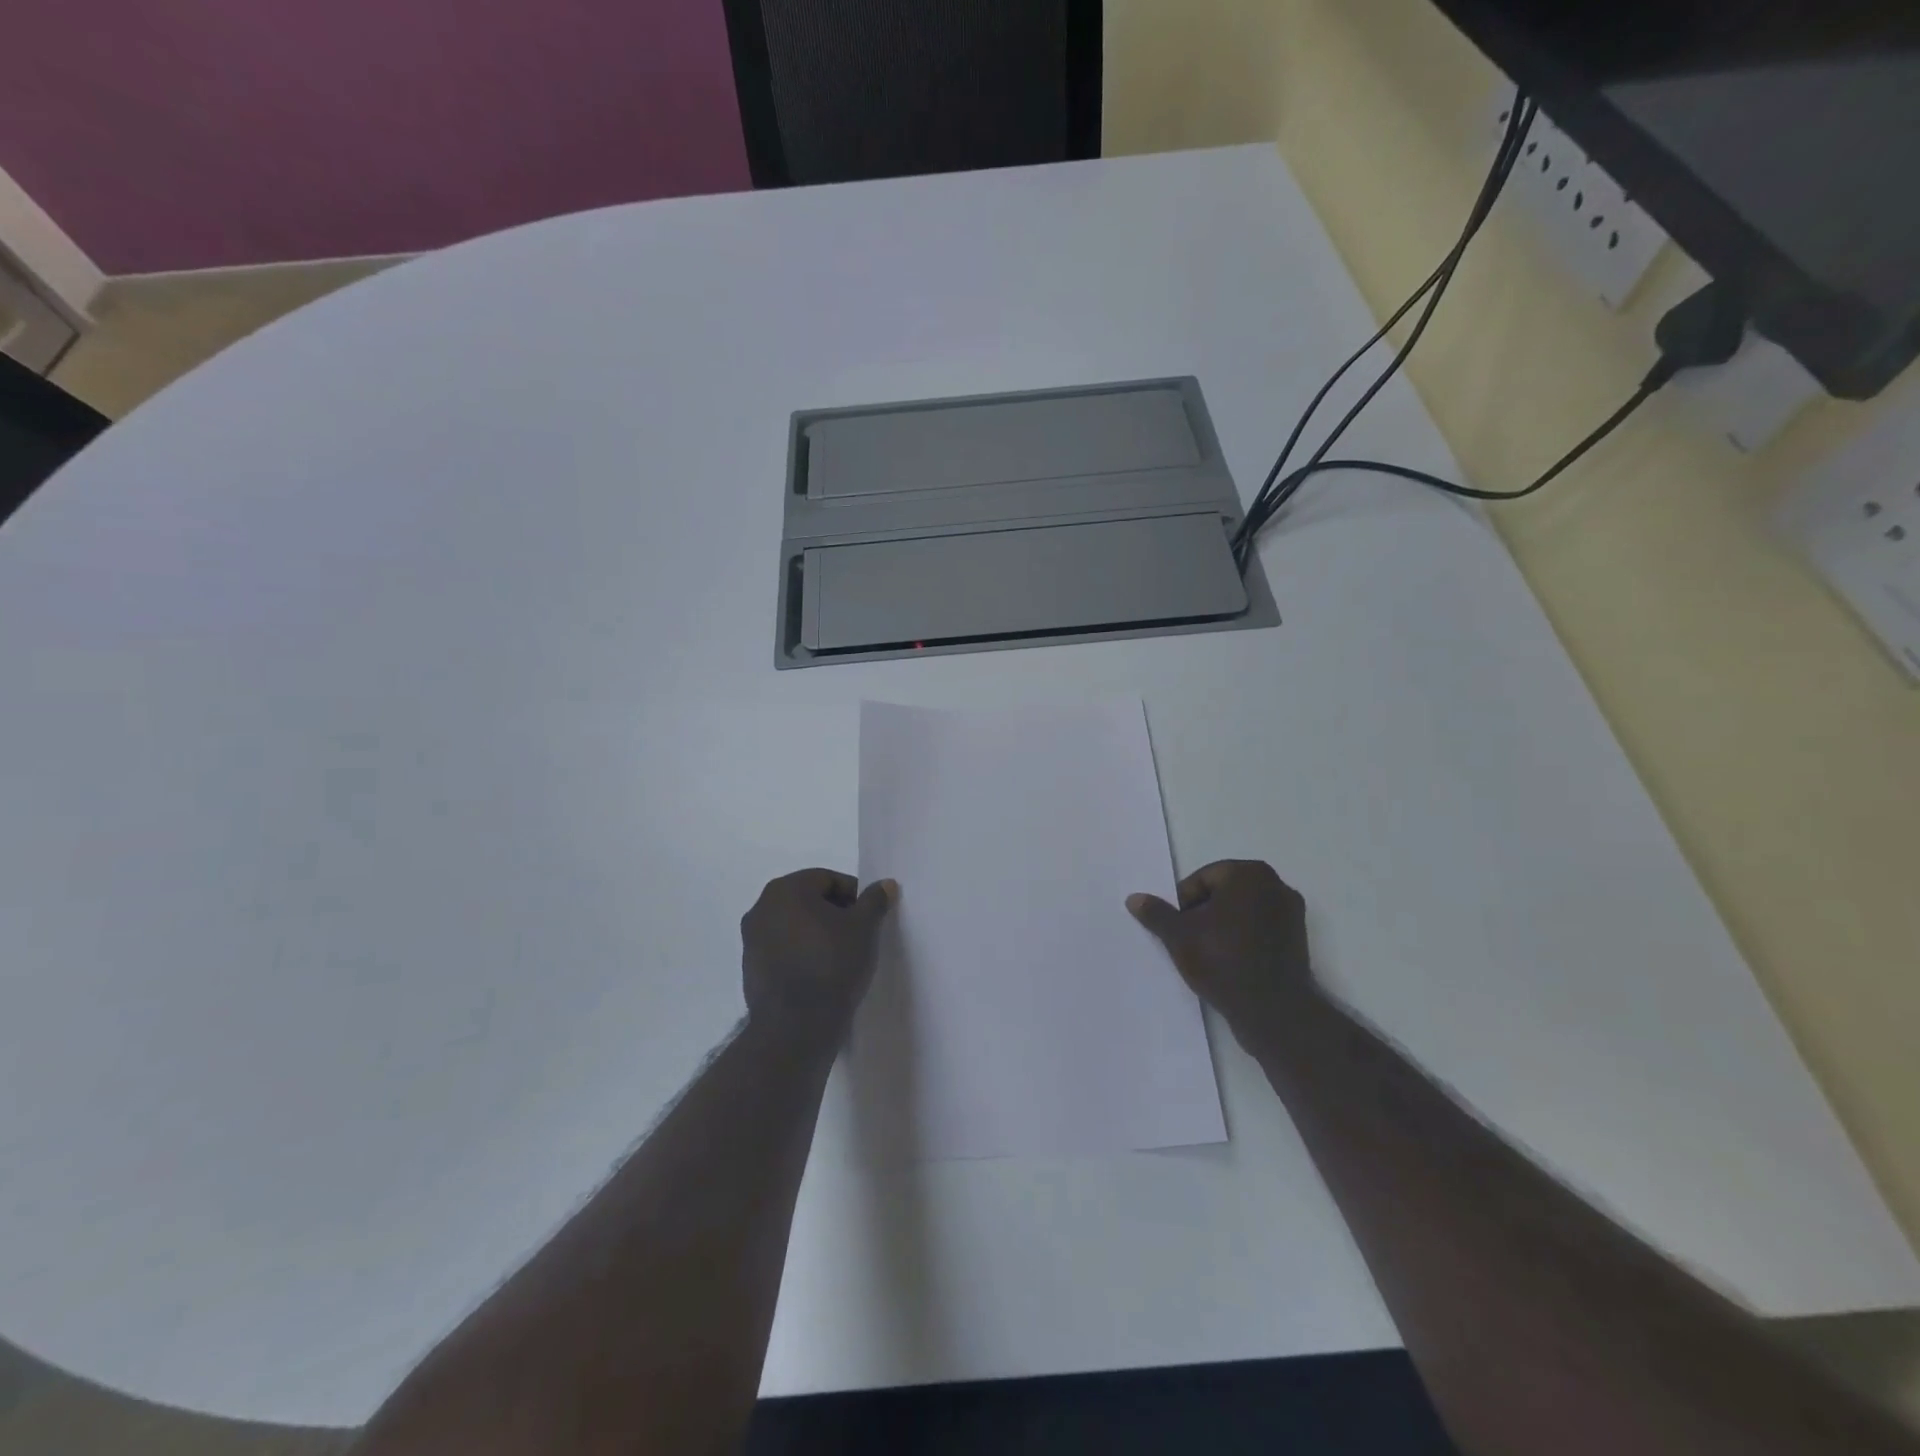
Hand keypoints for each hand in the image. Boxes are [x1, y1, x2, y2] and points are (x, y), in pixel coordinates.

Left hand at [741, 869, 895, 1037]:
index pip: (827, 879)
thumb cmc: (832, 964)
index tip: (870, 917)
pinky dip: (802, 953)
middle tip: (859, 934)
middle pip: (808, 900)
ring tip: (842, 955)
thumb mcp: (863, 928)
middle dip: (835, 913)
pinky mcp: (751, 968)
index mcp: (785, 890)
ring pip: (794, 925)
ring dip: (817, 933)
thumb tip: (885, 884)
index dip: (854, 895)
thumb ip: (874, 901)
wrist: (795, 1026)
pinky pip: (783, 949)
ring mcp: (751, 939)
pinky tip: (821, 973)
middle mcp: (761, 908)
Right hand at [1128, 861, 1314, 1038]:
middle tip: (1191, 941)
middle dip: (1204, 912)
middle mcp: (1275, 884)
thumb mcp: (1179, 936)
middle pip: (1223, 893)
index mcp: (1248, 874)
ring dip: (1224, 926)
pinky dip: (1244, 938)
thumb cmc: (1223, 960)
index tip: (1180, 930)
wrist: (1273, 1010)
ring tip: (1209, 954)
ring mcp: (1291, 912)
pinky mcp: (1298, 938)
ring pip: (1242, 911)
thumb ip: (1156, 914)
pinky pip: (1260, 929)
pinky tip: (1231, 962)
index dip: (1184, 904)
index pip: (1201, 880)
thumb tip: (1134, 898)